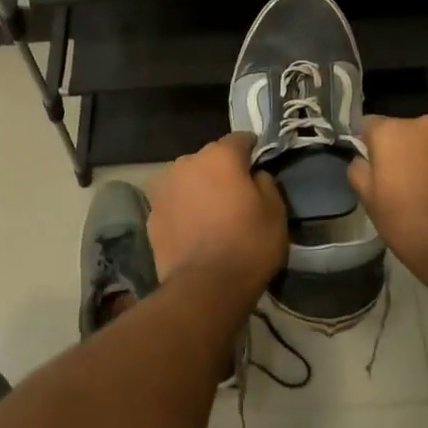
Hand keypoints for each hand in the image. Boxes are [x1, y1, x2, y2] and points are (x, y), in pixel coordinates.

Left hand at [148, 133, 287, 288]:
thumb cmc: (248, 245)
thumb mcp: (276, 212)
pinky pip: (174, 202)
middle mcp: (186, 162)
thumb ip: (266, 182)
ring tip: (212, 215)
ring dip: (199, 188)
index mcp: (219, 155)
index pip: (241, 139)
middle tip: (236, 197)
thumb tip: (255, 174)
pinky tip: (194, 230)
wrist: (204, 288)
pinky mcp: (151, 214)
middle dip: (222, 171)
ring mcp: (163, 187)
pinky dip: (183, 209)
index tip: (260, 169)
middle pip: (210, 158)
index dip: (253, 151)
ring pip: (188, 179)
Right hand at [348, 115, 427, 295]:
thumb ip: (359, 170)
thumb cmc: (409, 227)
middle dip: (409, 148)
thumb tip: (363, 158)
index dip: (372, 145)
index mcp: (392, 132)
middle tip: (412, 180)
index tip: (377, 166)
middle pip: (410, 130)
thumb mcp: (370, 203)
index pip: (371, 125)